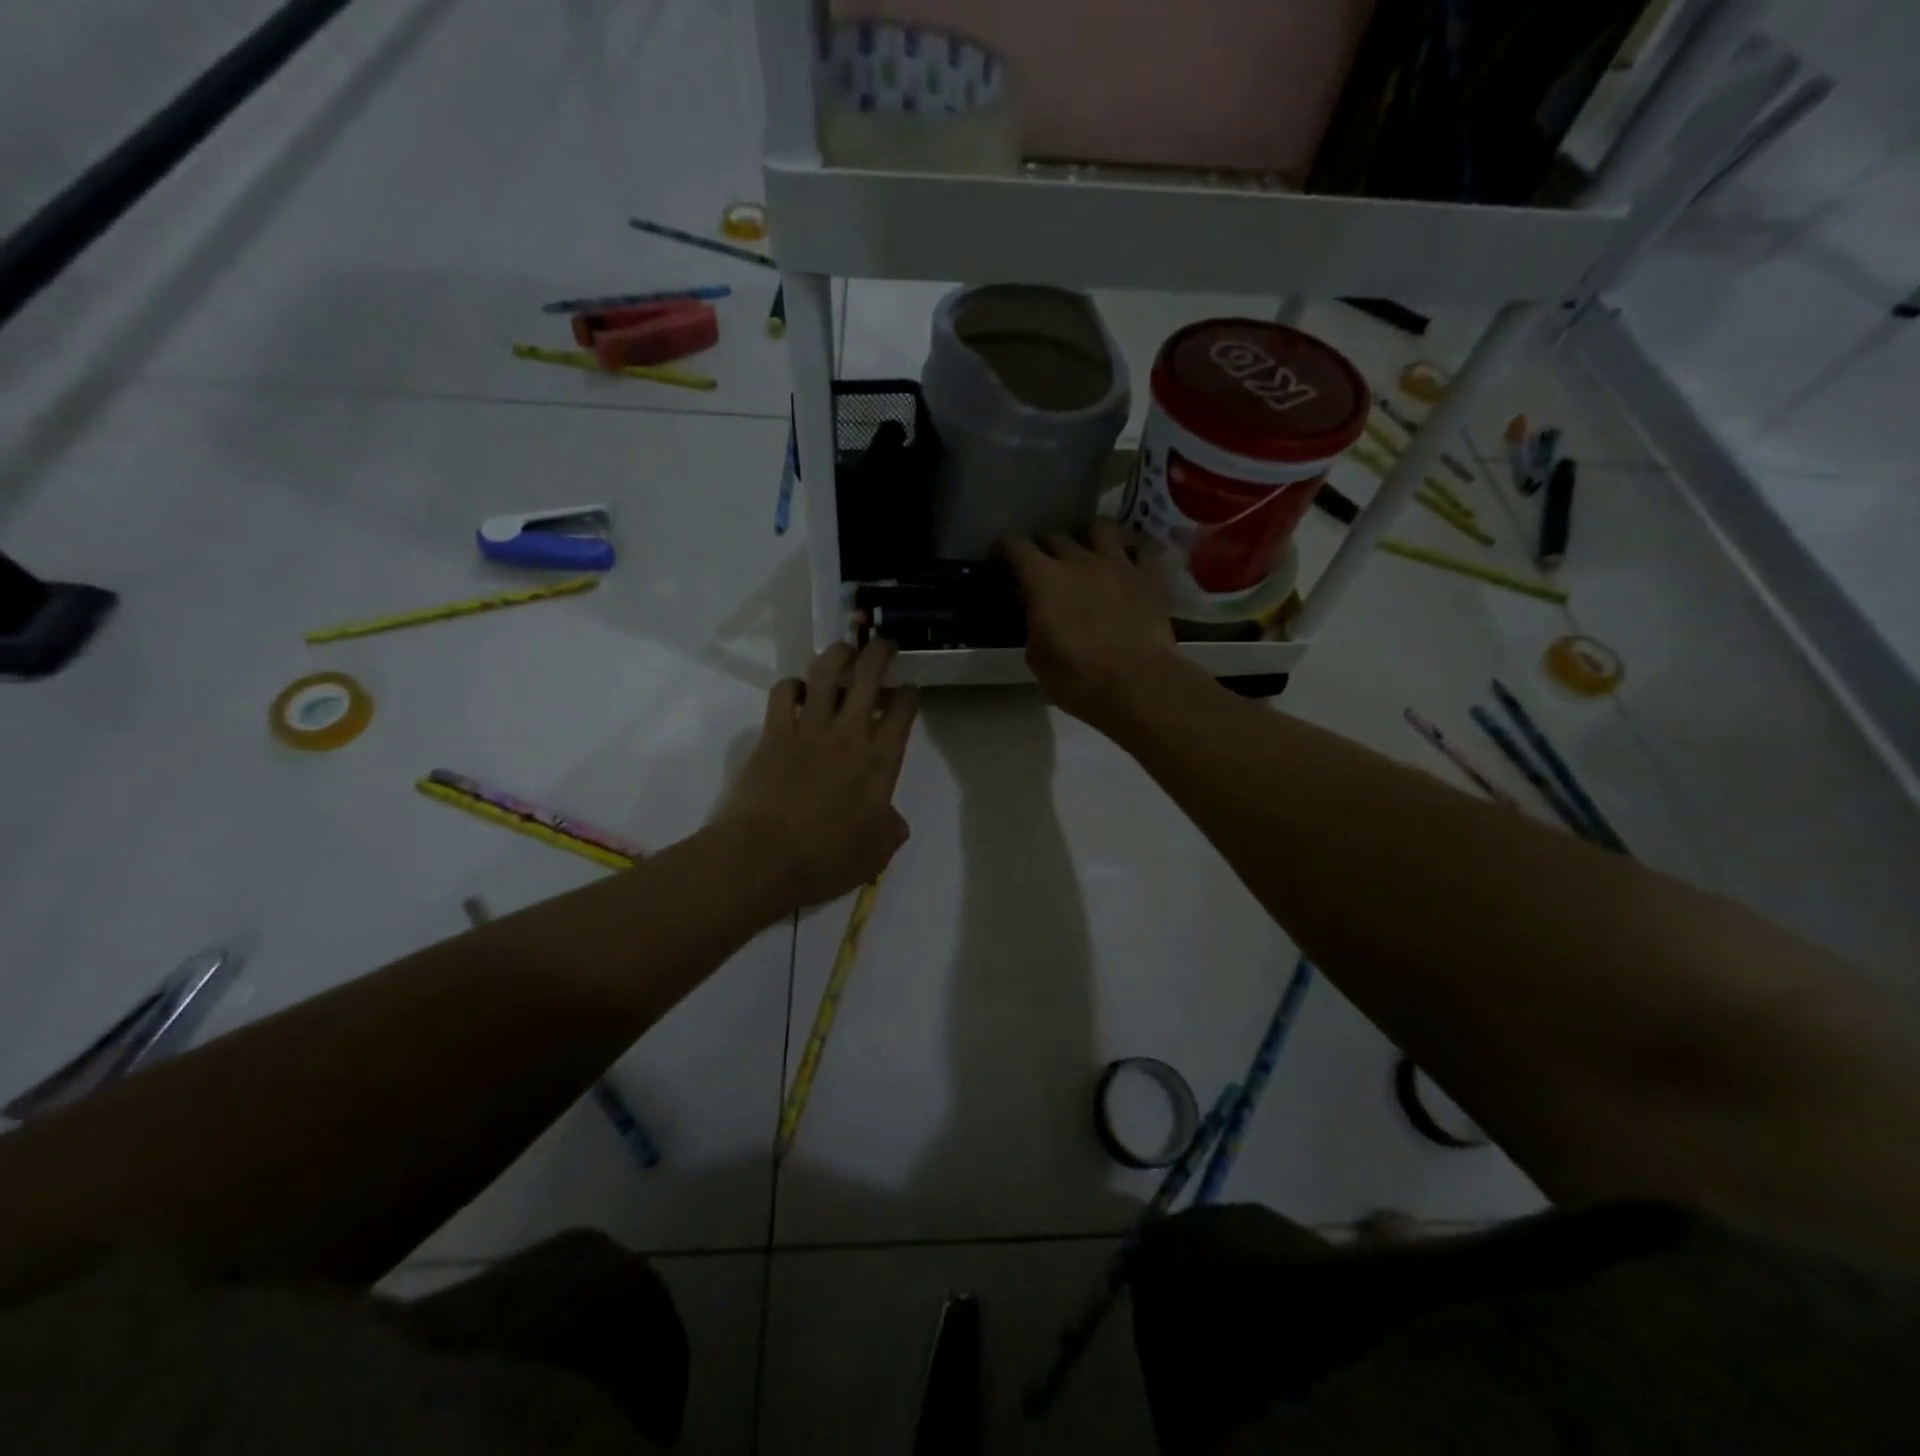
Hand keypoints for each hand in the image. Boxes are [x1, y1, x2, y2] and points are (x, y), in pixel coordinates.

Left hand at [715, 641, 917, 913]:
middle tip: (884, 646)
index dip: (909, 694)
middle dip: (880, 654)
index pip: (903, 712)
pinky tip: (798, 692)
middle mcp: (848, 735)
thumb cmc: (826, 860)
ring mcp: (808, 730)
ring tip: (844, 652)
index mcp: (880, 762)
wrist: (763, 859)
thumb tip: (890, 818)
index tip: (908, 690)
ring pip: (826, 673)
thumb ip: (891, 828)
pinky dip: (793, 686)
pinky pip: (784, 693)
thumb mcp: (877, 853)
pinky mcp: (773, 734)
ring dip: (838, 655)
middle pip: (868, 677)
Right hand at [1005, 520, 1179, 729]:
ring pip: (1102, 528)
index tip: (1000, 558)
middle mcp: (1080, 561)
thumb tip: (1037, 613)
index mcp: (1044, 580)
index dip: (1004, 548)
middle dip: (1044, 546)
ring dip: (1091, 538)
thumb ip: (1033, 626)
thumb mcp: (1038, 659)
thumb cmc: (1079, 679)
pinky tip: (1131, 567)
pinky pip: (1144, 549)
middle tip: (1043, 565)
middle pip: (1055, 536)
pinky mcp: (1151, 577)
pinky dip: (1135, 554)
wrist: (1139, 685)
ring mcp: (1119, 565)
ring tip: (1090, 554)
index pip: (1017, 546)